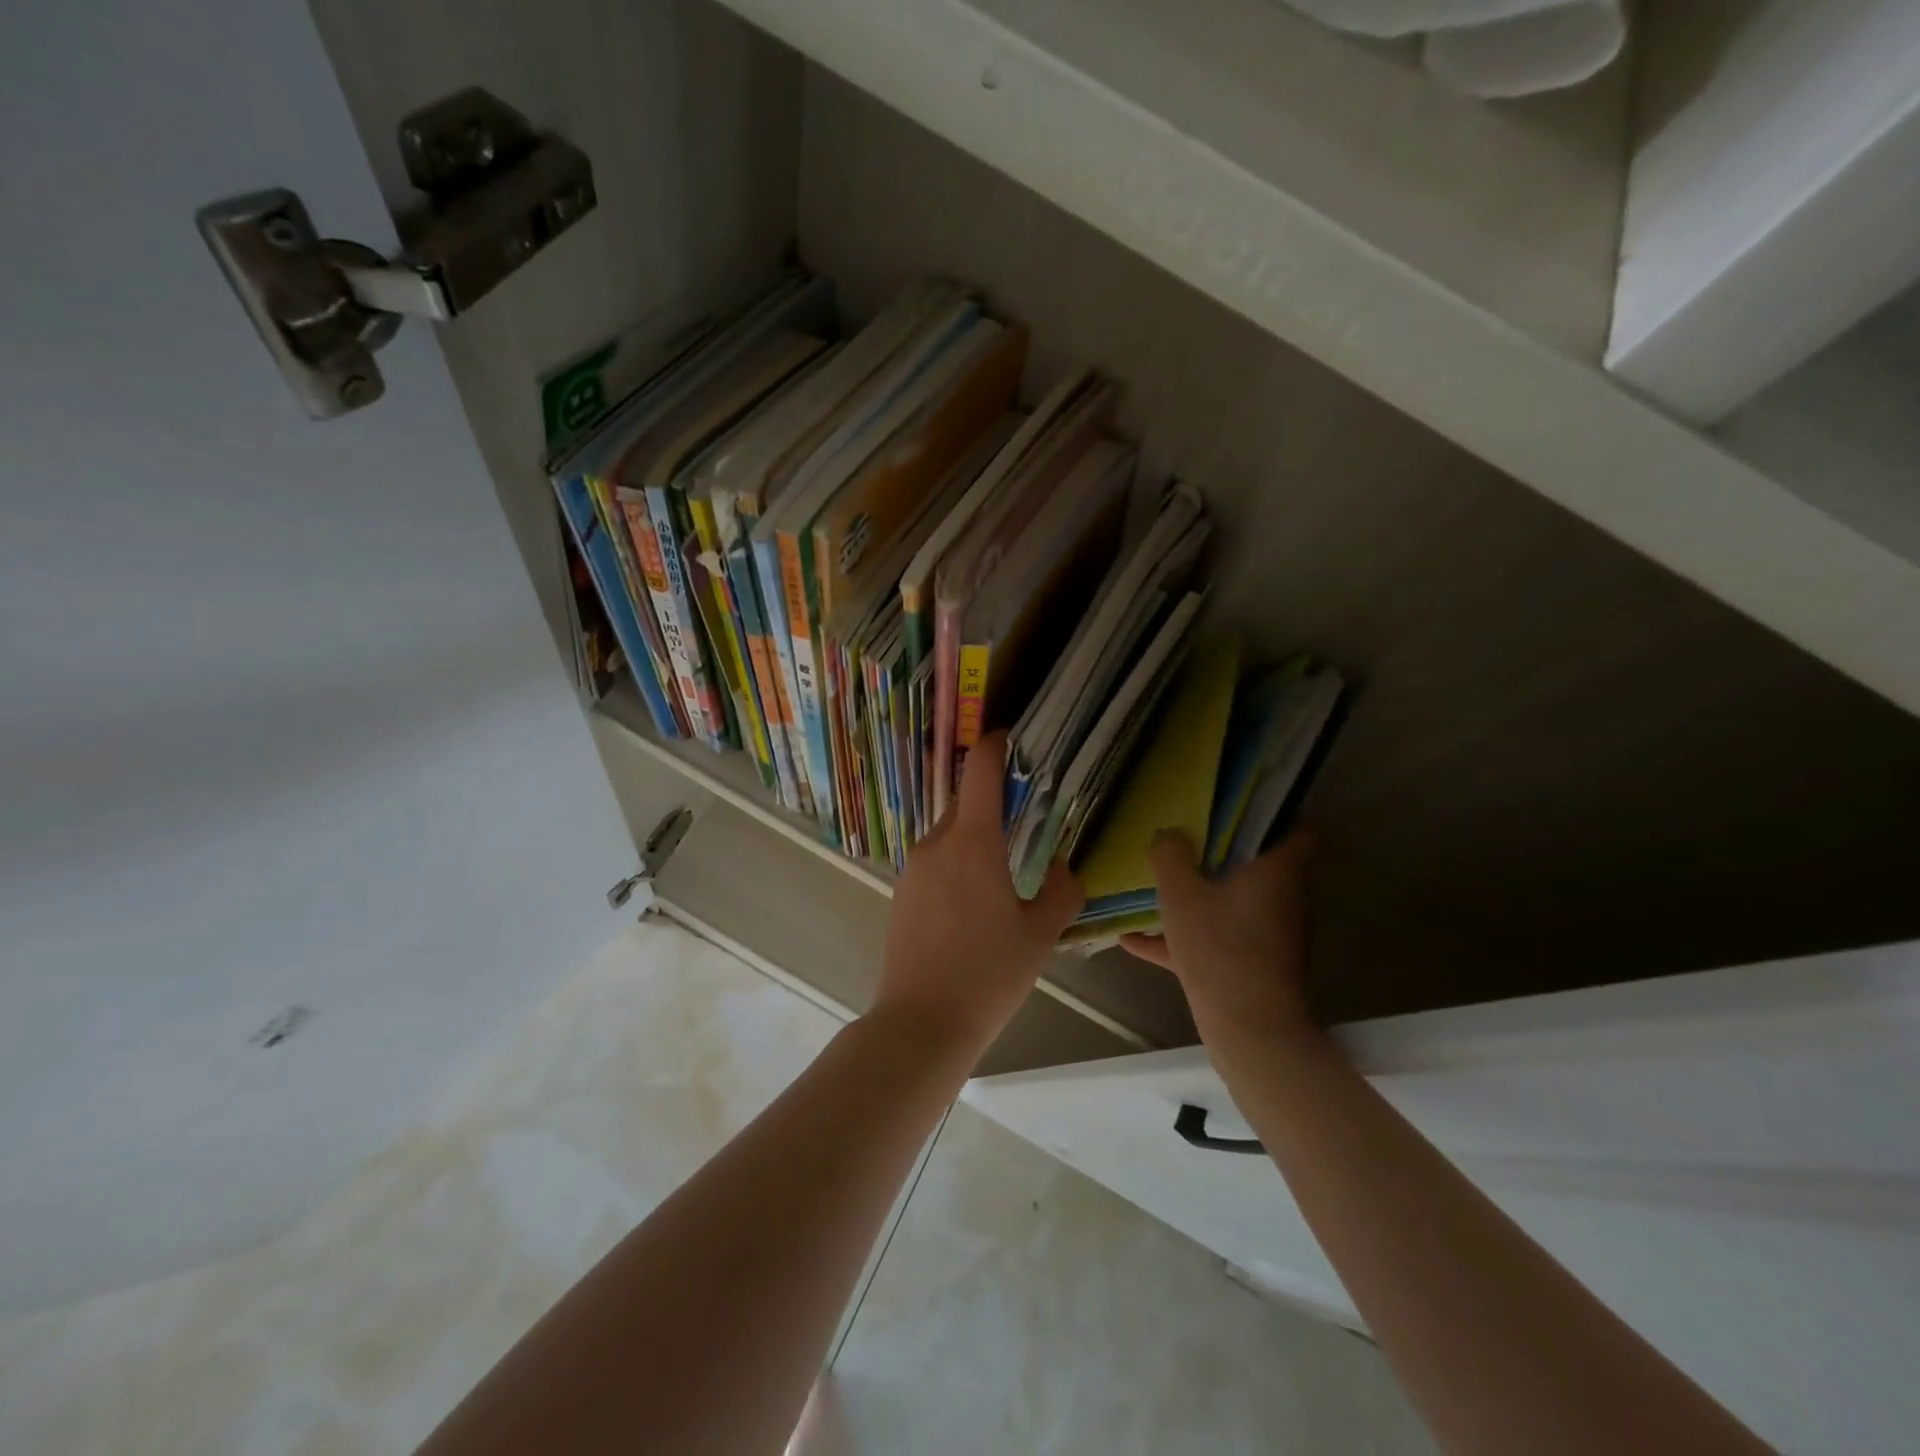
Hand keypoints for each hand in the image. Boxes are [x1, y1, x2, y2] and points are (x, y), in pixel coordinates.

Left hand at [874, 732, 1084, 1057]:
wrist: (920, 1023)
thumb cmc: (988, 975)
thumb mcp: (1040, 935)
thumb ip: (1060, 891)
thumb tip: (1060, 867)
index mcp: (973, 841)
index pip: (981, 767)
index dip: (998, 744)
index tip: (1017, 741)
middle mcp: (936, 842)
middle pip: (966, 801)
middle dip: (995, 804)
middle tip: (1029, 824)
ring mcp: (913, 868)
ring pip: (951, 835)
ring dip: (977, 840)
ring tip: (1005, 877)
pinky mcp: (901, 893)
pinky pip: (936, 863)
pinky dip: (958, 866)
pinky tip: (974, 907)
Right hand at [1121, 831, 1316, 1045]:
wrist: (1248, 1028)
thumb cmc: (1219, 946)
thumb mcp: (1180, 894)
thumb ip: (1170, 857)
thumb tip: (1168, 834)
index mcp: (1276, 872)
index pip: (1301, 833)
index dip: (1277, 819)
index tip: (1241, 812)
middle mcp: (1284, 900)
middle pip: (1263, 867)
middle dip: (1227, 856)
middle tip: (1188, 842)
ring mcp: (1271, 936)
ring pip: (1237, 903)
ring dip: (1205, 895)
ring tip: (1163, 886)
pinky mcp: (1254, 966)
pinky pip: (1217, 939)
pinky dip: (1185, 936)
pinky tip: (1134, 942)